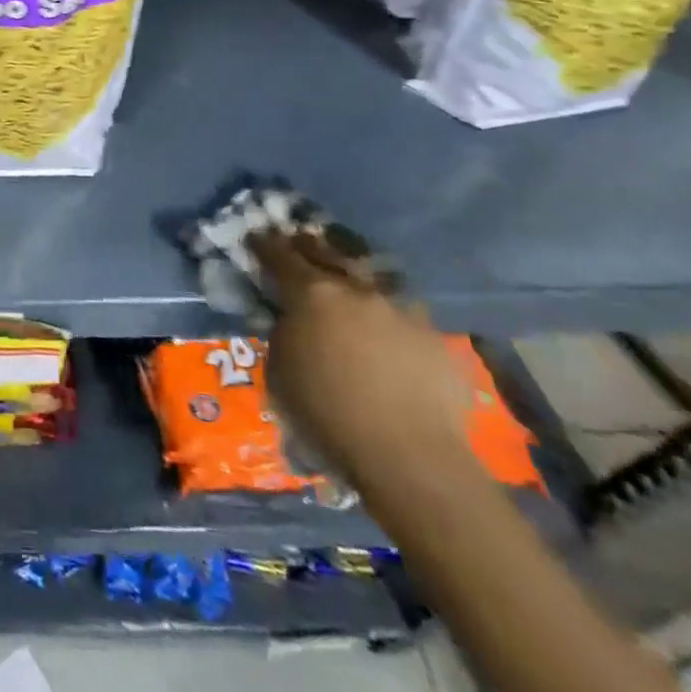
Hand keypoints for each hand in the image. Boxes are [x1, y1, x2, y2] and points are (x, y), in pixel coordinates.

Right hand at [254, 229, 467, 486]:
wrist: (407, 455)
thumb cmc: (325, 411)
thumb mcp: (278, 368)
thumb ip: (283, 332)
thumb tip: (292, 320)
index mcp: (311, 293)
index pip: (280, 255)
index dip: (264, 245)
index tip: (255, 237)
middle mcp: (356, 290)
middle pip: (329, 254)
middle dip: (309, 246)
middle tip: (298, 241)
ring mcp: (401, 311)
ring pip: (373, 279)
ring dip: (356, 275)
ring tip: (349, 279)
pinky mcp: (435, 338)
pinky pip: (405, 314)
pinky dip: (389, 314)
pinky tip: (387, 329)